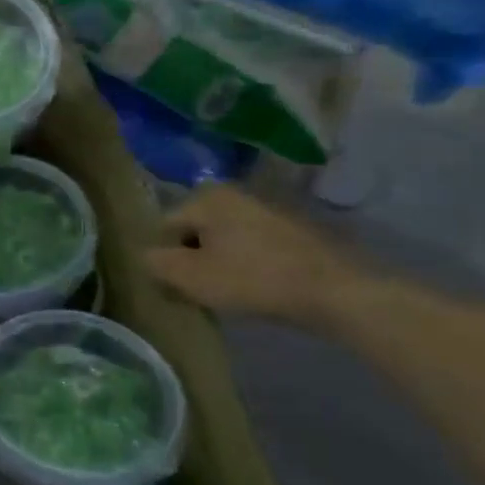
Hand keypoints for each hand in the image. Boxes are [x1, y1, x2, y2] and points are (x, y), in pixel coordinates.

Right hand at [146, 185, 361, 328]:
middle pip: (194, 231)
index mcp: (206, 196)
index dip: (165, 259)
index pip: (164, 228)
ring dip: (220, 261)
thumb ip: (155, 262)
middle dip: (192, 258)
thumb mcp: (189, 276)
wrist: (337, 292)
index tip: (178, 285)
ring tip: (231, 290)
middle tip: (202, 289)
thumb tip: (147, 256)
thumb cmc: (252, 280)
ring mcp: (269, 208)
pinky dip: (249, 263)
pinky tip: (258, 286)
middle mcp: (236, 192)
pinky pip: (254, 245)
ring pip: (225, 239)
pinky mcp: (295, 229)